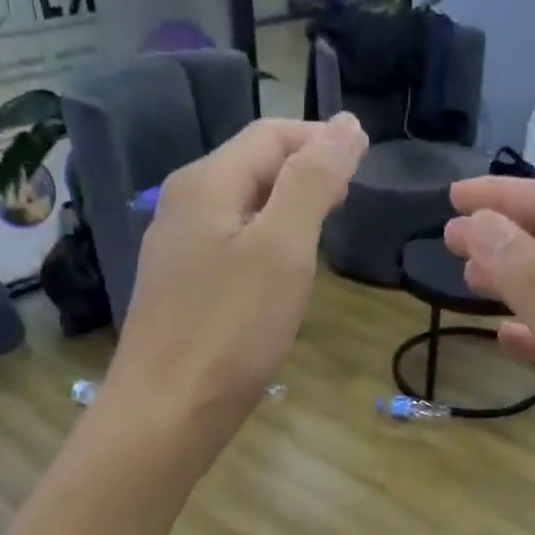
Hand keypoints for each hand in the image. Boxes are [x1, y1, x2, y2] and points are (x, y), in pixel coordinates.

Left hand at [104, 114, 366, 449]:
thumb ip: (313, 182)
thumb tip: (347, 125)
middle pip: (252, 166)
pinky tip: (282, 272)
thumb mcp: (283, 248)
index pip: (271, 134)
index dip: (321, 138)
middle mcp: (183, 204)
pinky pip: (230, 244)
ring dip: (287, 207)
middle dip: (305, 170)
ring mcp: (177, 248)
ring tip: (325, 230)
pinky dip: (265, 243)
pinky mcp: (180, 288)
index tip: (366, 162)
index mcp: (207, 182)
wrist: (168, 409)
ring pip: (242, 207)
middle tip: (350, 198)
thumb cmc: (231, 328)